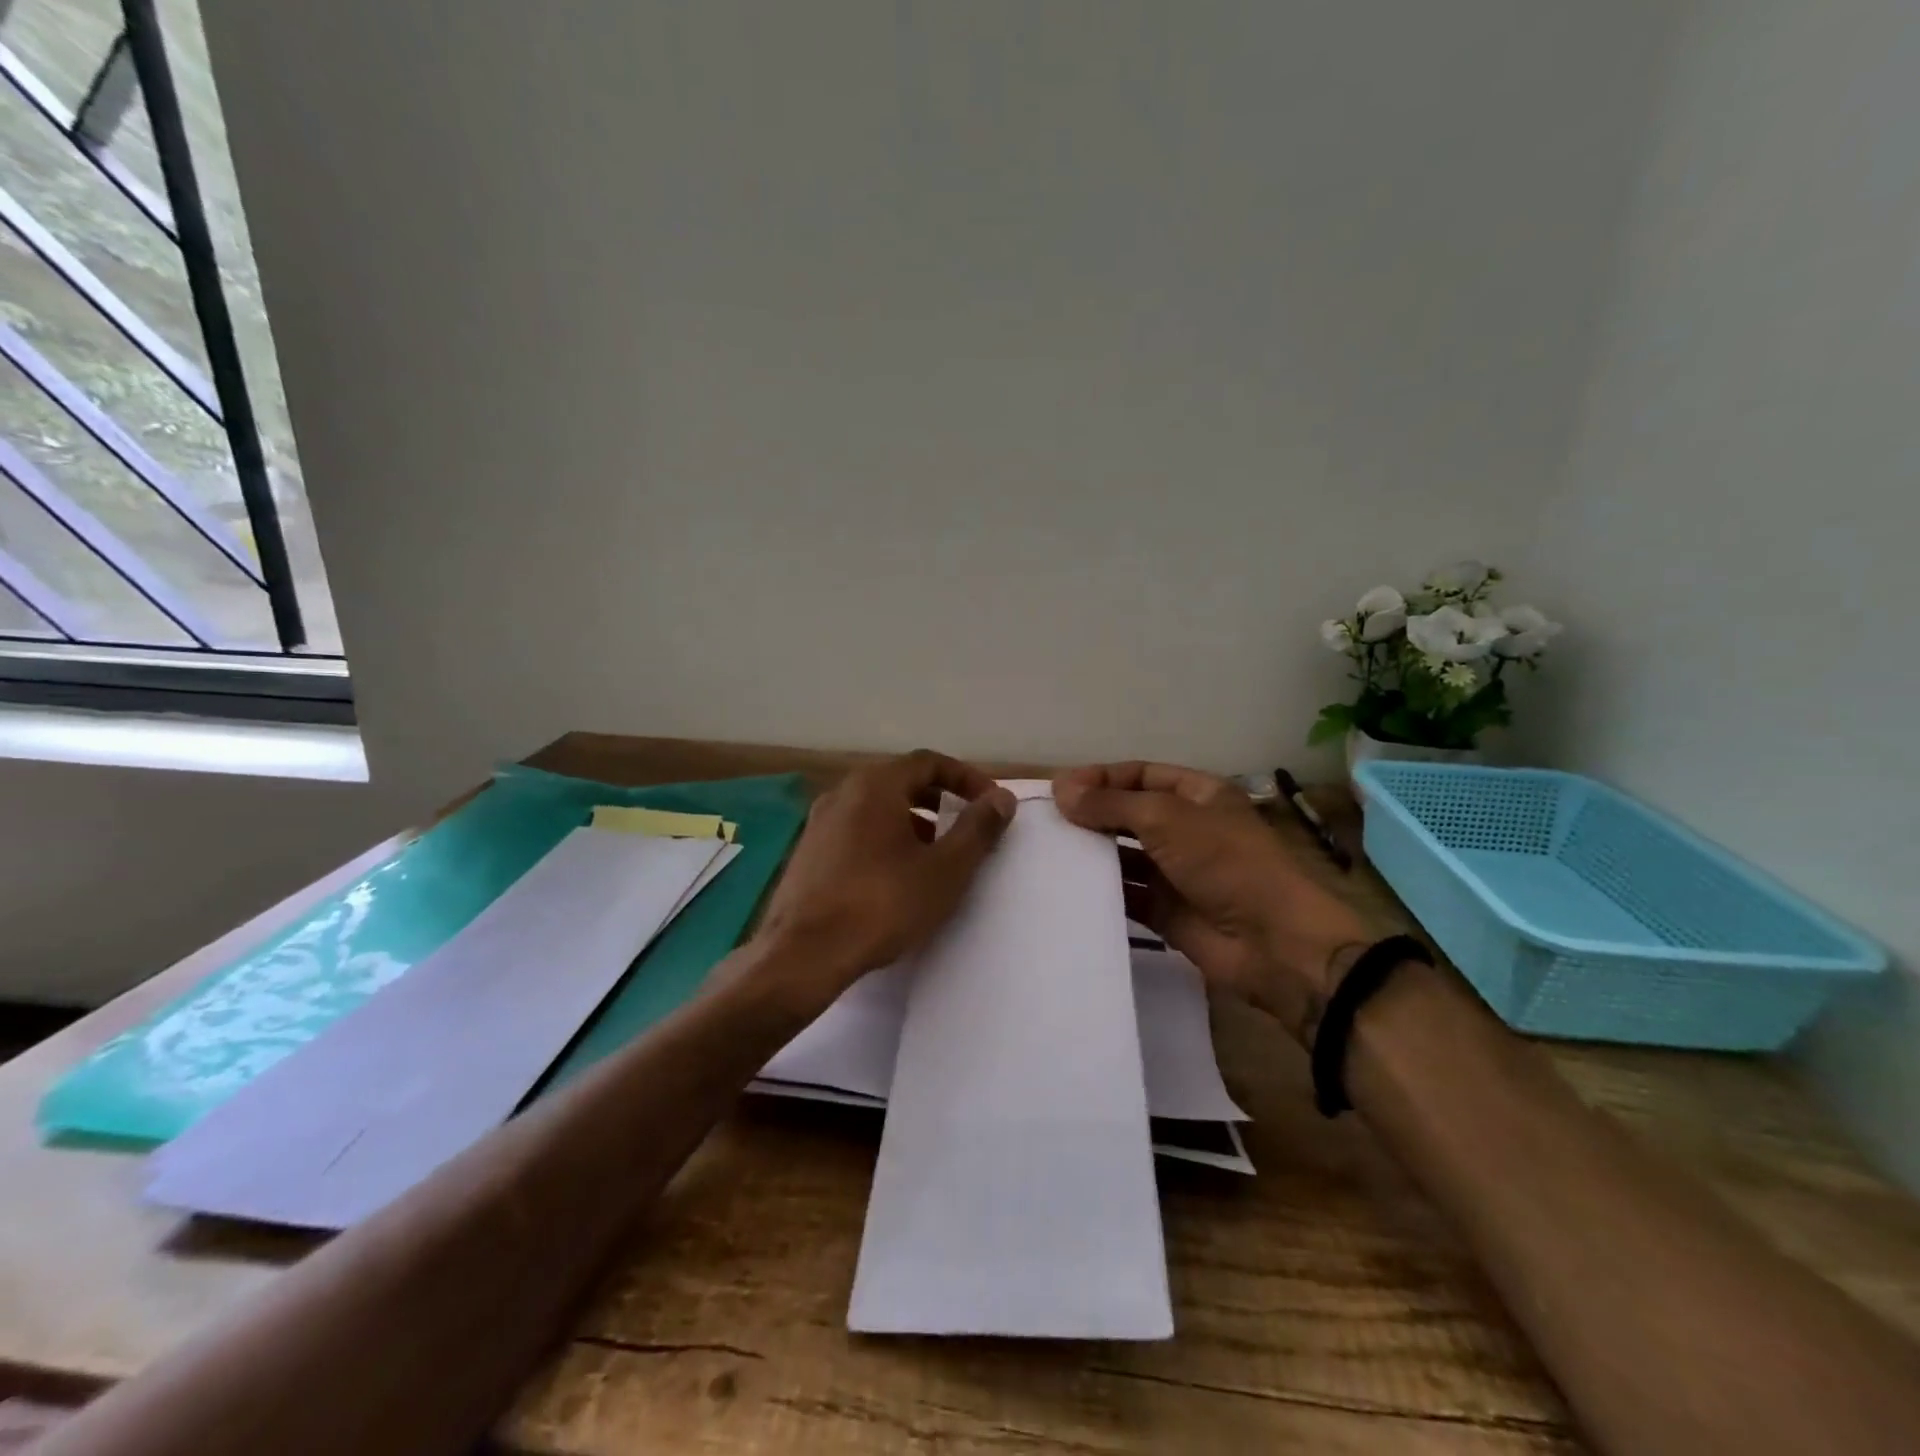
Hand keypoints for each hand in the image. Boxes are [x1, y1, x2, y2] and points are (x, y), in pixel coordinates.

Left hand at [758, 750, 1015, 1004]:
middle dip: (939, 799)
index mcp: (876, 785)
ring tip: (935, 855)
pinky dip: (885, 838)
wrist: (804, 954)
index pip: (929, 762)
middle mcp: (843, 792)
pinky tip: (895, 876)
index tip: (990, 805)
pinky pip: (856, 829)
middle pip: (901, 780)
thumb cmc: (883, 904)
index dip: (966, 778)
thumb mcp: (945, 869)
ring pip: (877, 807)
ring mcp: (819, 821)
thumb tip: (1002, 798)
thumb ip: (978, 829)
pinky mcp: (808, 851)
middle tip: (965, 826)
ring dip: (912, 820)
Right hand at [1053, 761, 1372, 1043]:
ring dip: (1092, 851)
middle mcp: (1186, 828)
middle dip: (1092, 814)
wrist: (1273, 943)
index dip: (1101, 777)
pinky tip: (1066, 887)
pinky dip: (1100, 889)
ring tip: (1048, 851)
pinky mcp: (1166, 911)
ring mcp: (1176, 871)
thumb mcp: (1167, 819)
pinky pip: (1126, 894)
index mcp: (1198, 795)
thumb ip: (1111, 803)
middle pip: (1129, 812)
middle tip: (1045, 821)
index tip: (1059, 789)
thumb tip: (1060, 788)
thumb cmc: (1225, 863)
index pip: (1140, 774)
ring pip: (1124, 854)